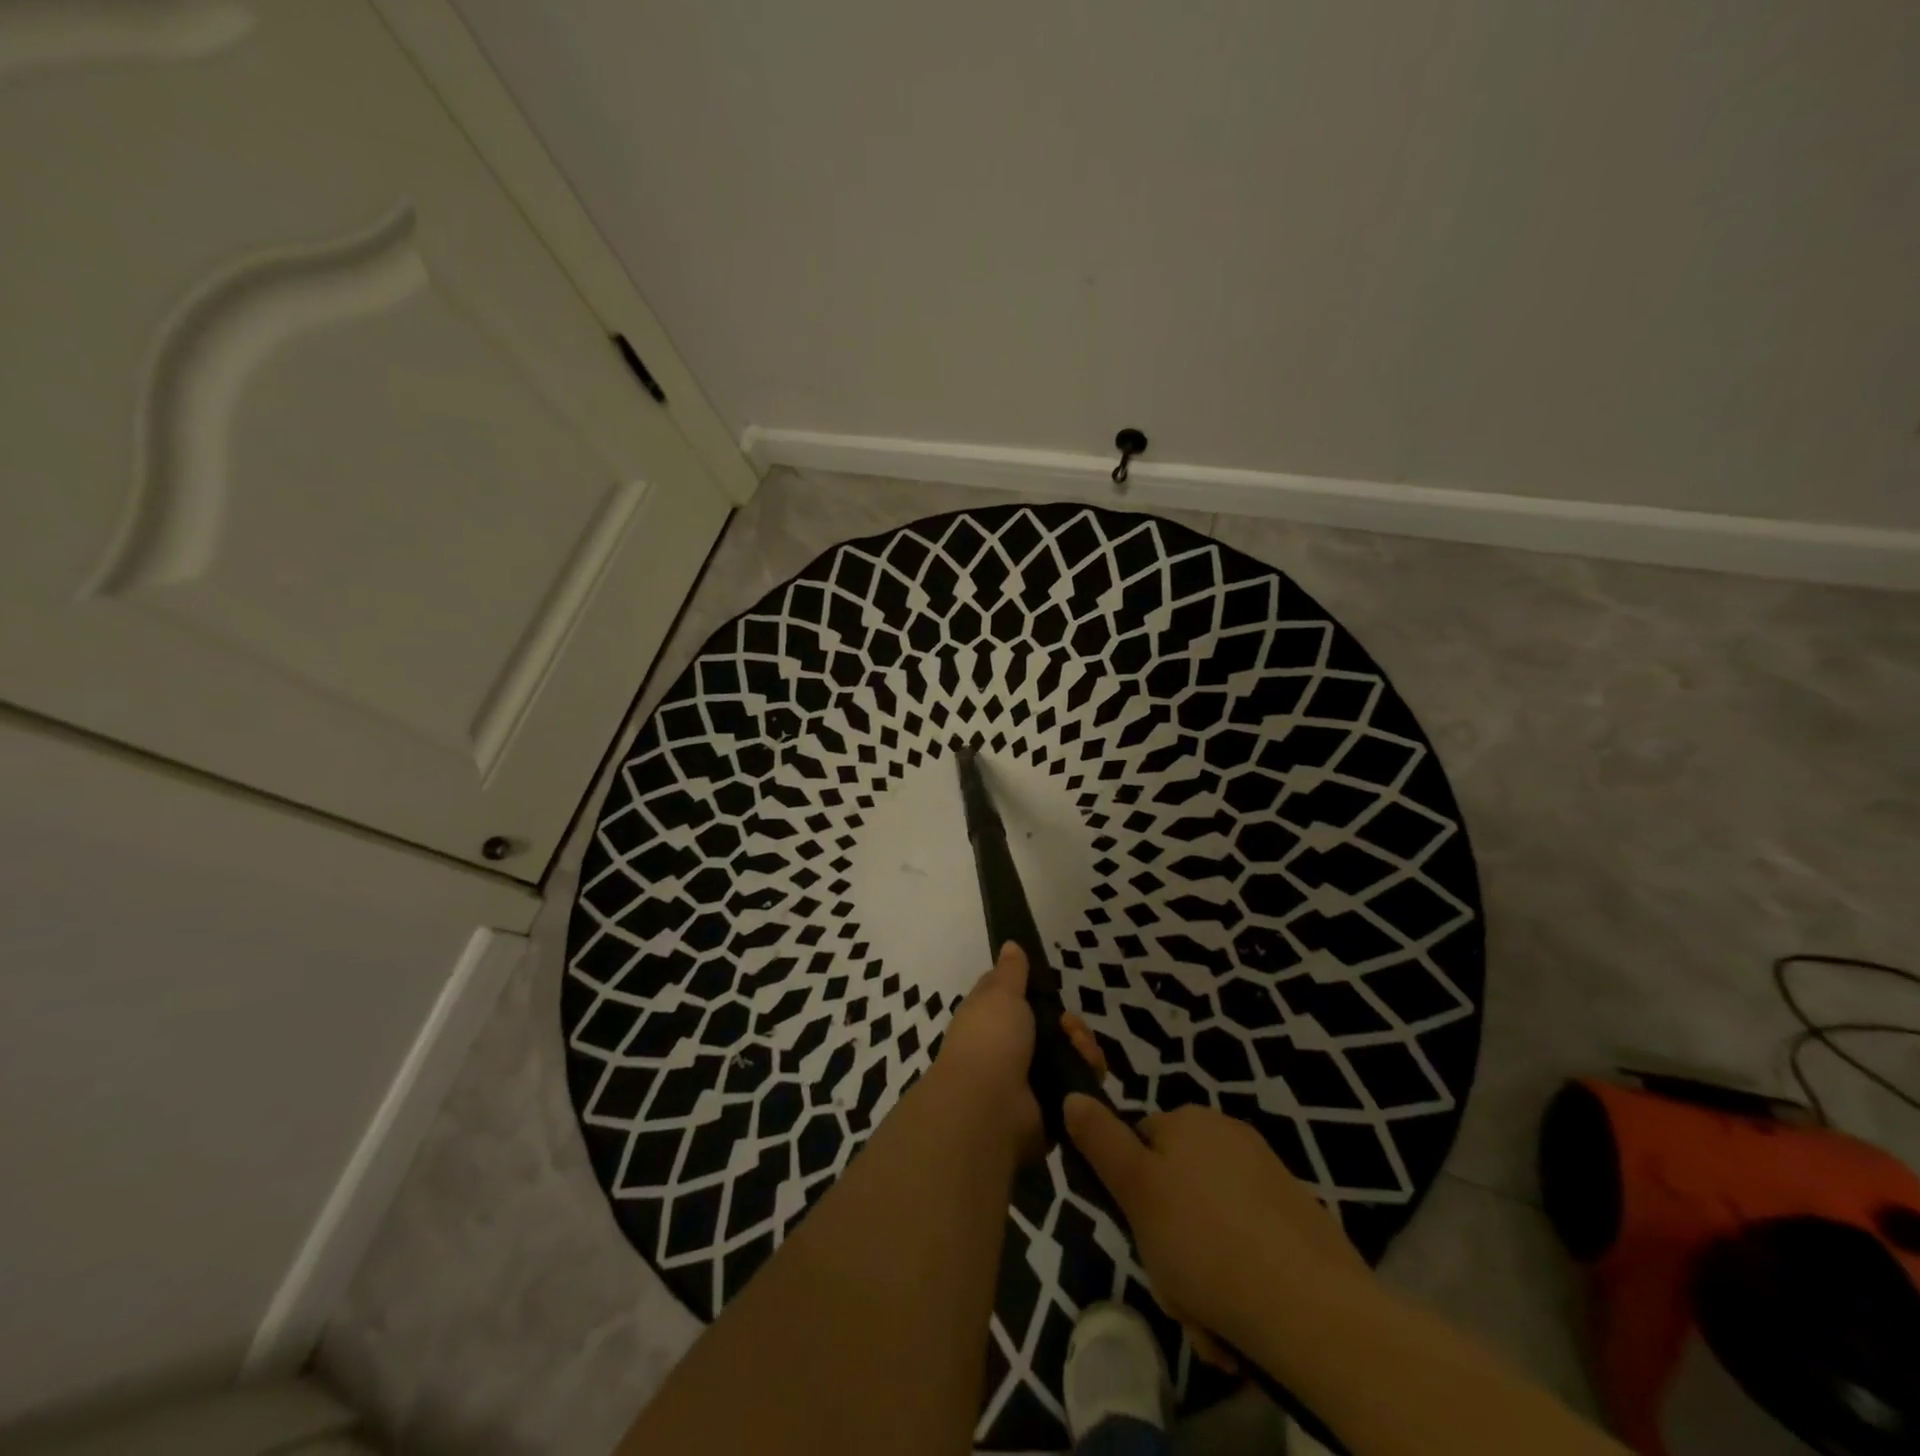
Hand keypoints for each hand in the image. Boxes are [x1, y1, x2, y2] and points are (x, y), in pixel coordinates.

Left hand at [933, 943, 1108, 1163]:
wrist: (989, 1108)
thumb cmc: (990, 1039)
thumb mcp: (1000, 993)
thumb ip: (1010, 972)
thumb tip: (1009, 944)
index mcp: (989, 1020)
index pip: (1016, 1000)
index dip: (1036, 992)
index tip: (1049, 986)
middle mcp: (1008, 1050)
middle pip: (1052, 1029)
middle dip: (1070, 1024)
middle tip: (1069, 1026)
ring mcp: (1030, 1081)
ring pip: (1070, 1056)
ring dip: (1083, 1048)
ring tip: (1080, 1048)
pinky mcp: (1052, 1109)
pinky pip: (1079, 1087)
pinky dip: (1087, 1076)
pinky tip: (1088, 1070)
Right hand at [1064, 1095, 1372, 1360]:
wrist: (1316, 1312)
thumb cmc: (1206, 1243)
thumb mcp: (1136, 1191)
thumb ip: (1100, 1141)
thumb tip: (1073, 1096)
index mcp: (1191, 1121)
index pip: (1140, 1143)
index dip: (1131, 1193)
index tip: (1137, 1236)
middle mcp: (1230, 1137)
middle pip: (1175, 1190)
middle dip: (1168, 1245)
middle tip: (1176, 1290)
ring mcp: (1270, 1180)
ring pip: (1210, 1228)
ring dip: (1200, 1277)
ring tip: (1210, 1325)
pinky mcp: (1300, 1224)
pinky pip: (1248, 1249)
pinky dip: (1238, 1284)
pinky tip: (1240, 1328)